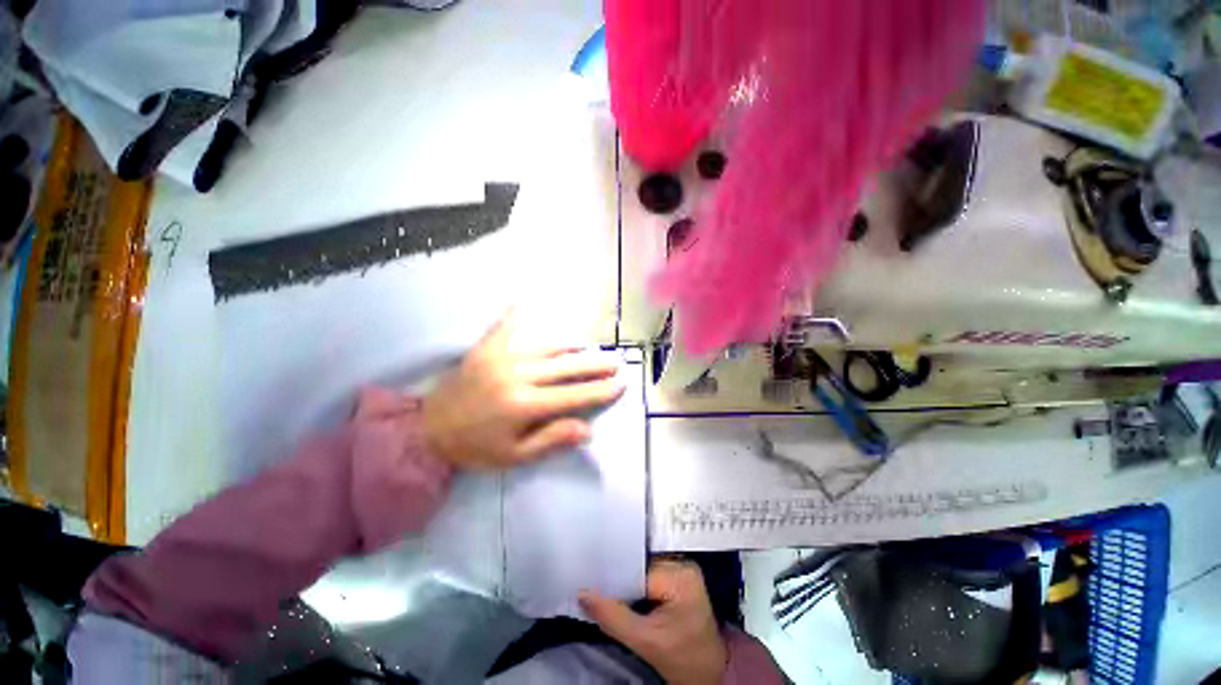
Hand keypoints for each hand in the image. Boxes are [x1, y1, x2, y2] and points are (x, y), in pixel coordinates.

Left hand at [422, 313, 624, 469]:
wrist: (427, 430)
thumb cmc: (475, 447)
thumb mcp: (514, 456)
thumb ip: (551, 439)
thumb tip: (587, 429)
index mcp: (524, 406)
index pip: (573, 396)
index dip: (599, 390)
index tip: (620, 384)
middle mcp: (516, 377)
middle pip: (565, 368)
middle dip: (594, 365)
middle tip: (615, 362)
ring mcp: (500, 358)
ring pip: (545, 347)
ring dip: (569, 346)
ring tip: (587, 346)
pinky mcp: (485, 349)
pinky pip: (505, 327)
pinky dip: (516, 315)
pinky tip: (524, 301)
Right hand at [581, 560, 727, 684]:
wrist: (709, 671)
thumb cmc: (682, 659)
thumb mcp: (644, 642)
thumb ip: (612, 617)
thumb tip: (583, 594)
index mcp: (681, 576)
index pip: (638, 570)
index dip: (614, 578)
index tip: (591, 581)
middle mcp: (684, 564)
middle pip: (640, 566)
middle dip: (619, 579)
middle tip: (593, 584)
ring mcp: (683, 568)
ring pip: (643, 568)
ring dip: (626, 581)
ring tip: (605, 587)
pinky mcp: (680, 575)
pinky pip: (650, 572)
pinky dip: (636, 583)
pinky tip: (624, 592)